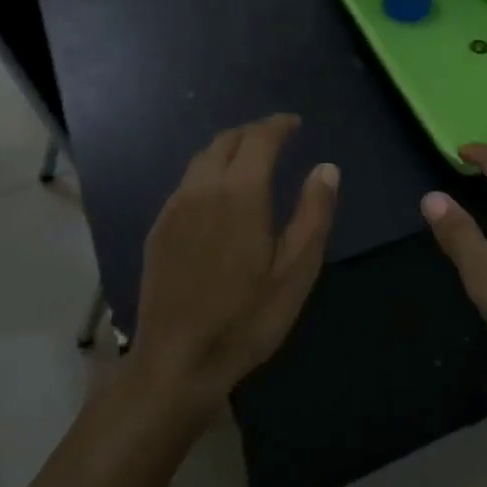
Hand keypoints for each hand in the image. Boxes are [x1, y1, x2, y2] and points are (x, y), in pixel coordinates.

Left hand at [131, 115, 337, 411]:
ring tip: (251, 158)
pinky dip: (208, 171)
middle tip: (277, 137)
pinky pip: (187, 182)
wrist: (176, 362)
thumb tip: (327, 168)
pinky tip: (219, 194)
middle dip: (253, 132)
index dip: (278, 125)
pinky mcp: (159, 228)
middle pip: (226, 140)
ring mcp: (174, 207)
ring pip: (202, 158)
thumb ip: (313, 213)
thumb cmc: (245, 319)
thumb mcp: (295, 271)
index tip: (294, 123)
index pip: (259, 138)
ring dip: (229, 148)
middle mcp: (202, 188)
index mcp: (239, 193)